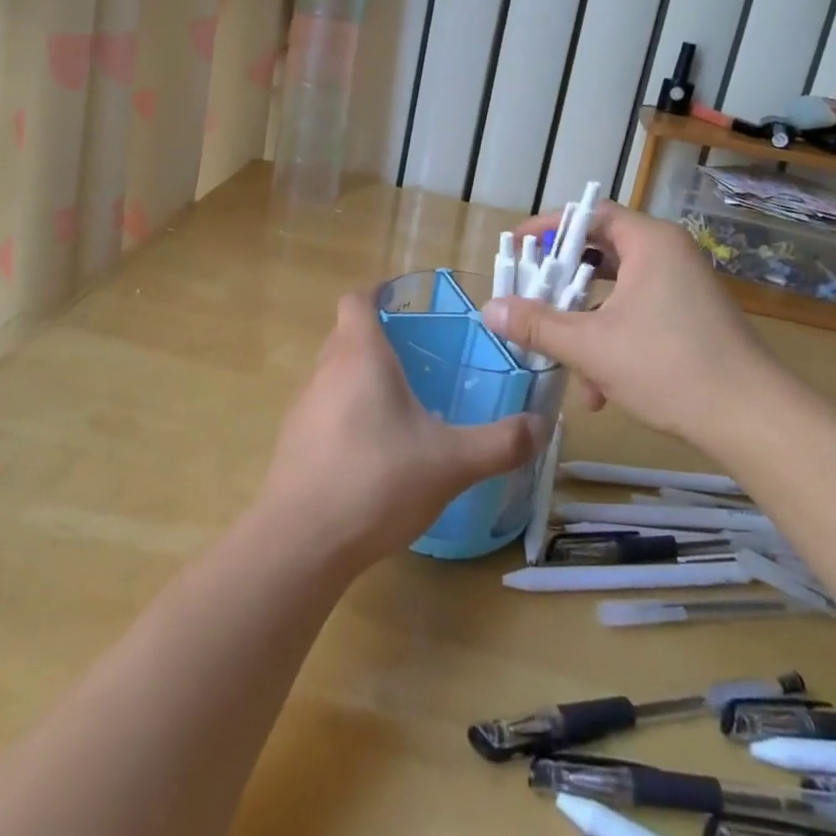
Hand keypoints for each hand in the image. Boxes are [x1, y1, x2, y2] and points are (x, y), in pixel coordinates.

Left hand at [254, 292, 535, 569]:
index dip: (378, 294)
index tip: (406, 305)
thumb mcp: (452, 463)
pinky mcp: (293, 441)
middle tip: (418, 359)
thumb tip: (542, 426)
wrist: (300, 541)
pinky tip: (373, 452)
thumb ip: (501, 443)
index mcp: (360, 356)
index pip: (356, 301)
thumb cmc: (377, 481)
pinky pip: (324, 410)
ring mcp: (303, 407)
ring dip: (361, 379)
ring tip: (401, 406)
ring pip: (333, 374)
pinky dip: (346, 414)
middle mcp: (325, 371)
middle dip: (377, 339)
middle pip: (346, 335)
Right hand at [482, 201, 782, 442]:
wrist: (752, 420)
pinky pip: (637, 314)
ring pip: (616, 292)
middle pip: (600, 252)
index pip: (589, 214)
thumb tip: (489, 309)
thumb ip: (537, 325)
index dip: (547, 228)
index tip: (515, 247)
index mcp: (649, 242)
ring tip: (559, 358)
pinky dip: (611, 340)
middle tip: (528, 296)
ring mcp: (683, 287)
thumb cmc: (668, 366)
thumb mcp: (591, 346)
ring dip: (583, 323)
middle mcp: (668, 254)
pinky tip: (598, 391)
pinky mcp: (690, 318)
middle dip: (561, 283)